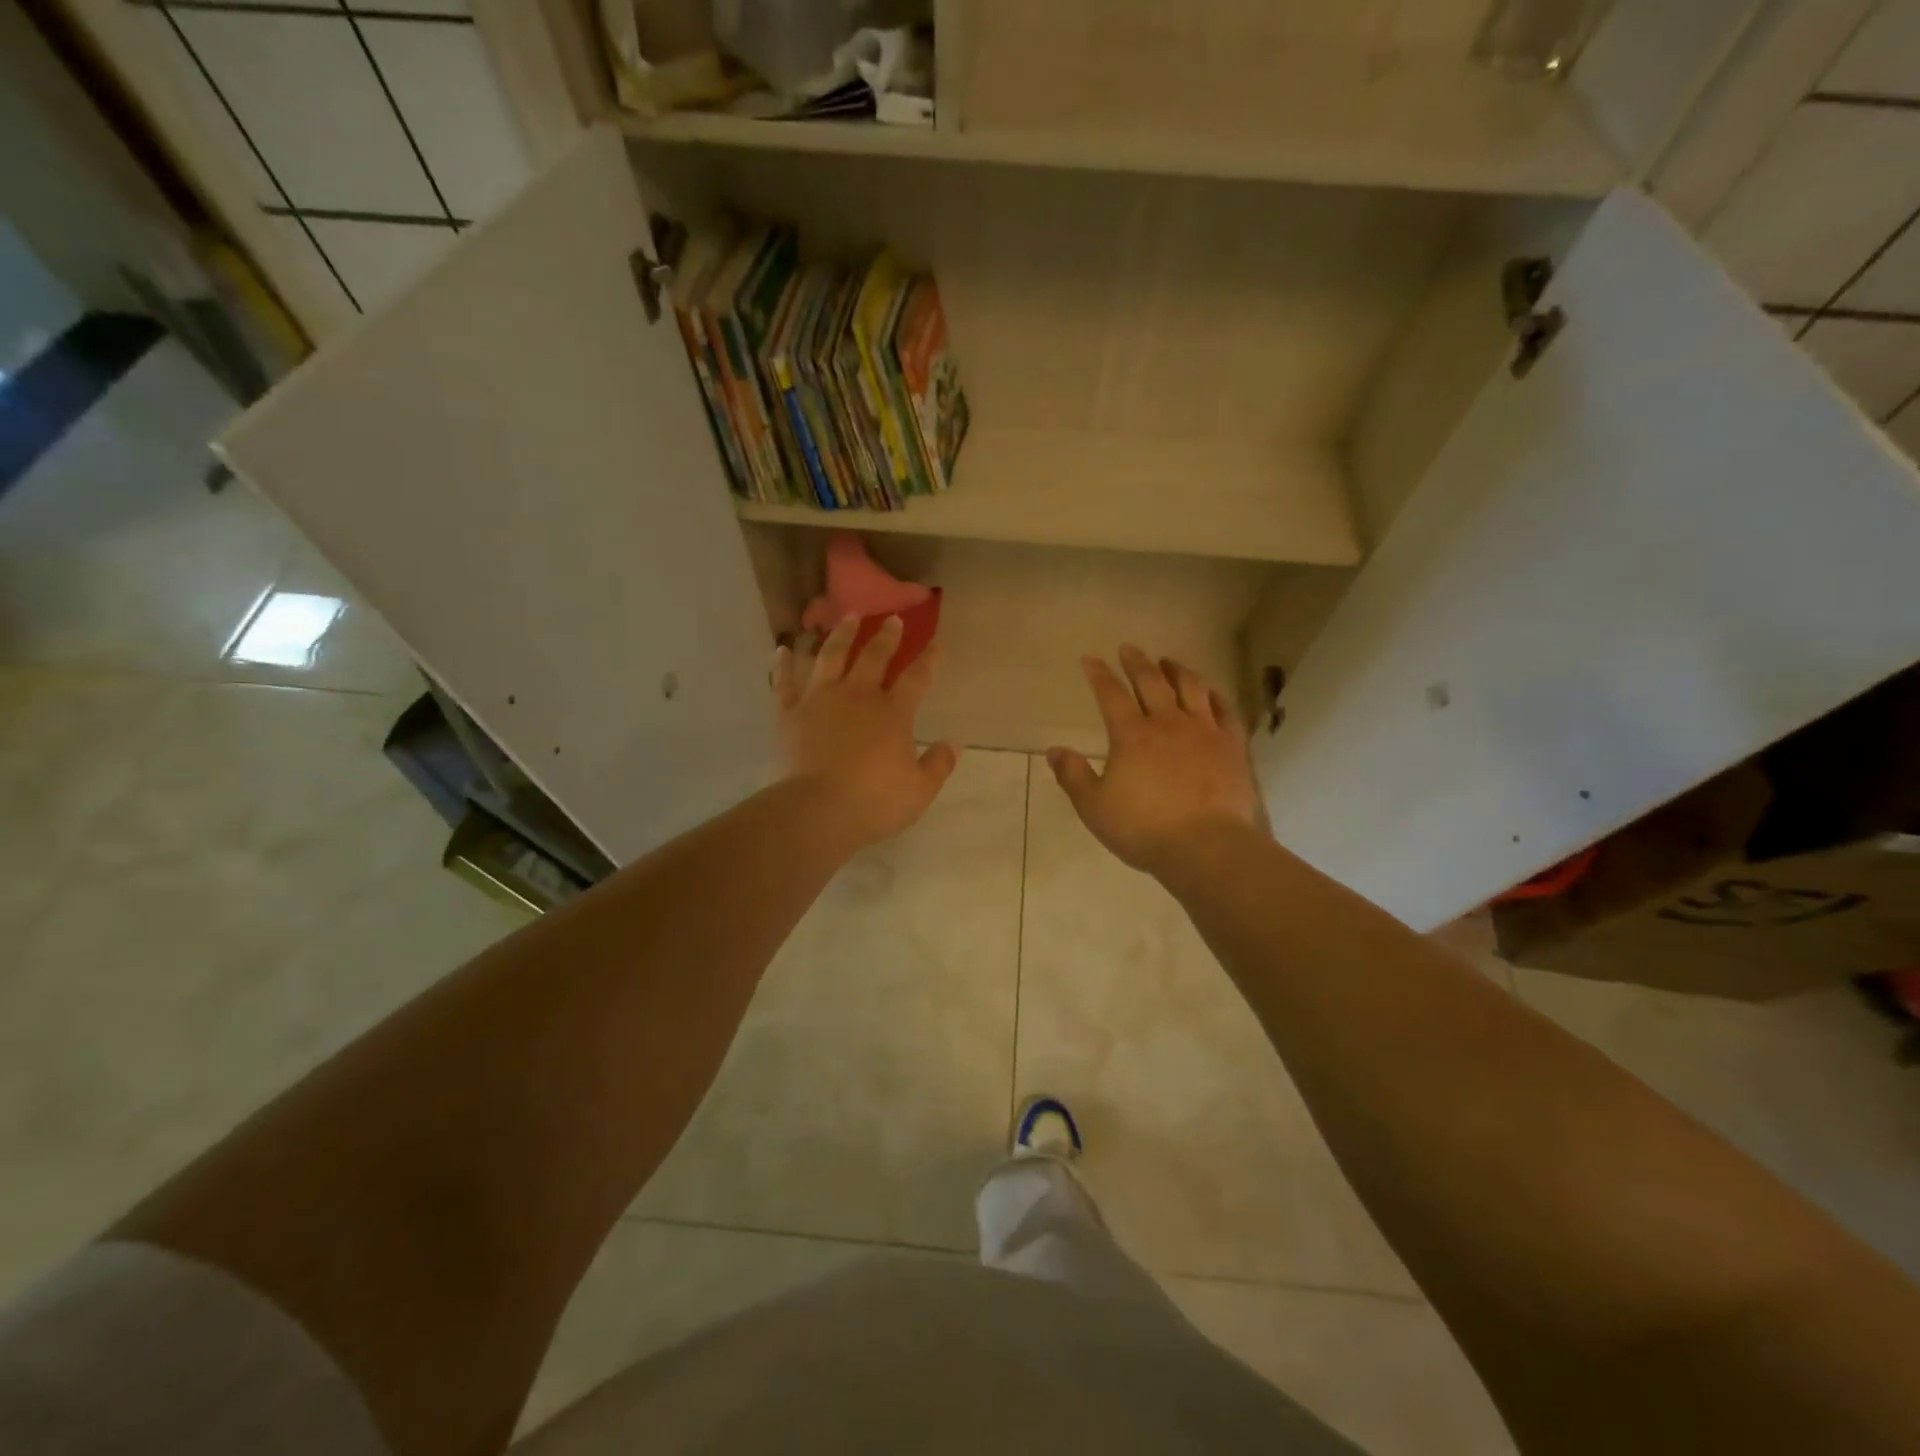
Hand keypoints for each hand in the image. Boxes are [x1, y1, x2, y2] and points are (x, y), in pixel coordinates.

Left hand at [776, 615, 958, 850]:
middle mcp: (858, 695)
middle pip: (874, 656)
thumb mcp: (919, 791)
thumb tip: (953, 744)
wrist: (815, 811)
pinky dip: (784, 664)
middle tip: (892, 618)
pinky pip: (785, 681)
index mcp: (893, 713)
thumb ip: (938, 765)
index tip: (936, 642)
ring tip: (848, 617)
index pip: (917, 678)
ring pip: (832, 656)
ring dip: (842, 634)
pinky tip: (783, 649)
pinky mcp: (789, 712)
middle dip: (886, 636)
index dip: (929, 659)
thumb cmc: (873, 802)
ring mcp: (820, 699)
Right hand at [1047, 645, 1266, 876]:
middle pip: (1151, 682)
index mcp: (1132, 735)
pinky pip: (1225, 711)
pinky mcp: (1232, 746)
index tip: (1090, 659)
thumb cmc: (1144, 829)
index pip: (1111, 694)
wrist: (1207, 846)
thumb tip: (1054, 751)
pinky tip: (1211, 693)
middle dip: (1137, 662)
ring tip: (1169, 661)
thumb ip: (1073, 776)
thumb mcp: (1095, 808)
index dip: (1099, 674)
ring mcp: (1204, 731)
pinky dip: (1214, 696)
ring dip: (1177, 670)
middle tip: (1129, 649)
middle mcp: (1168, 723)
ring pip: (1191, 688)